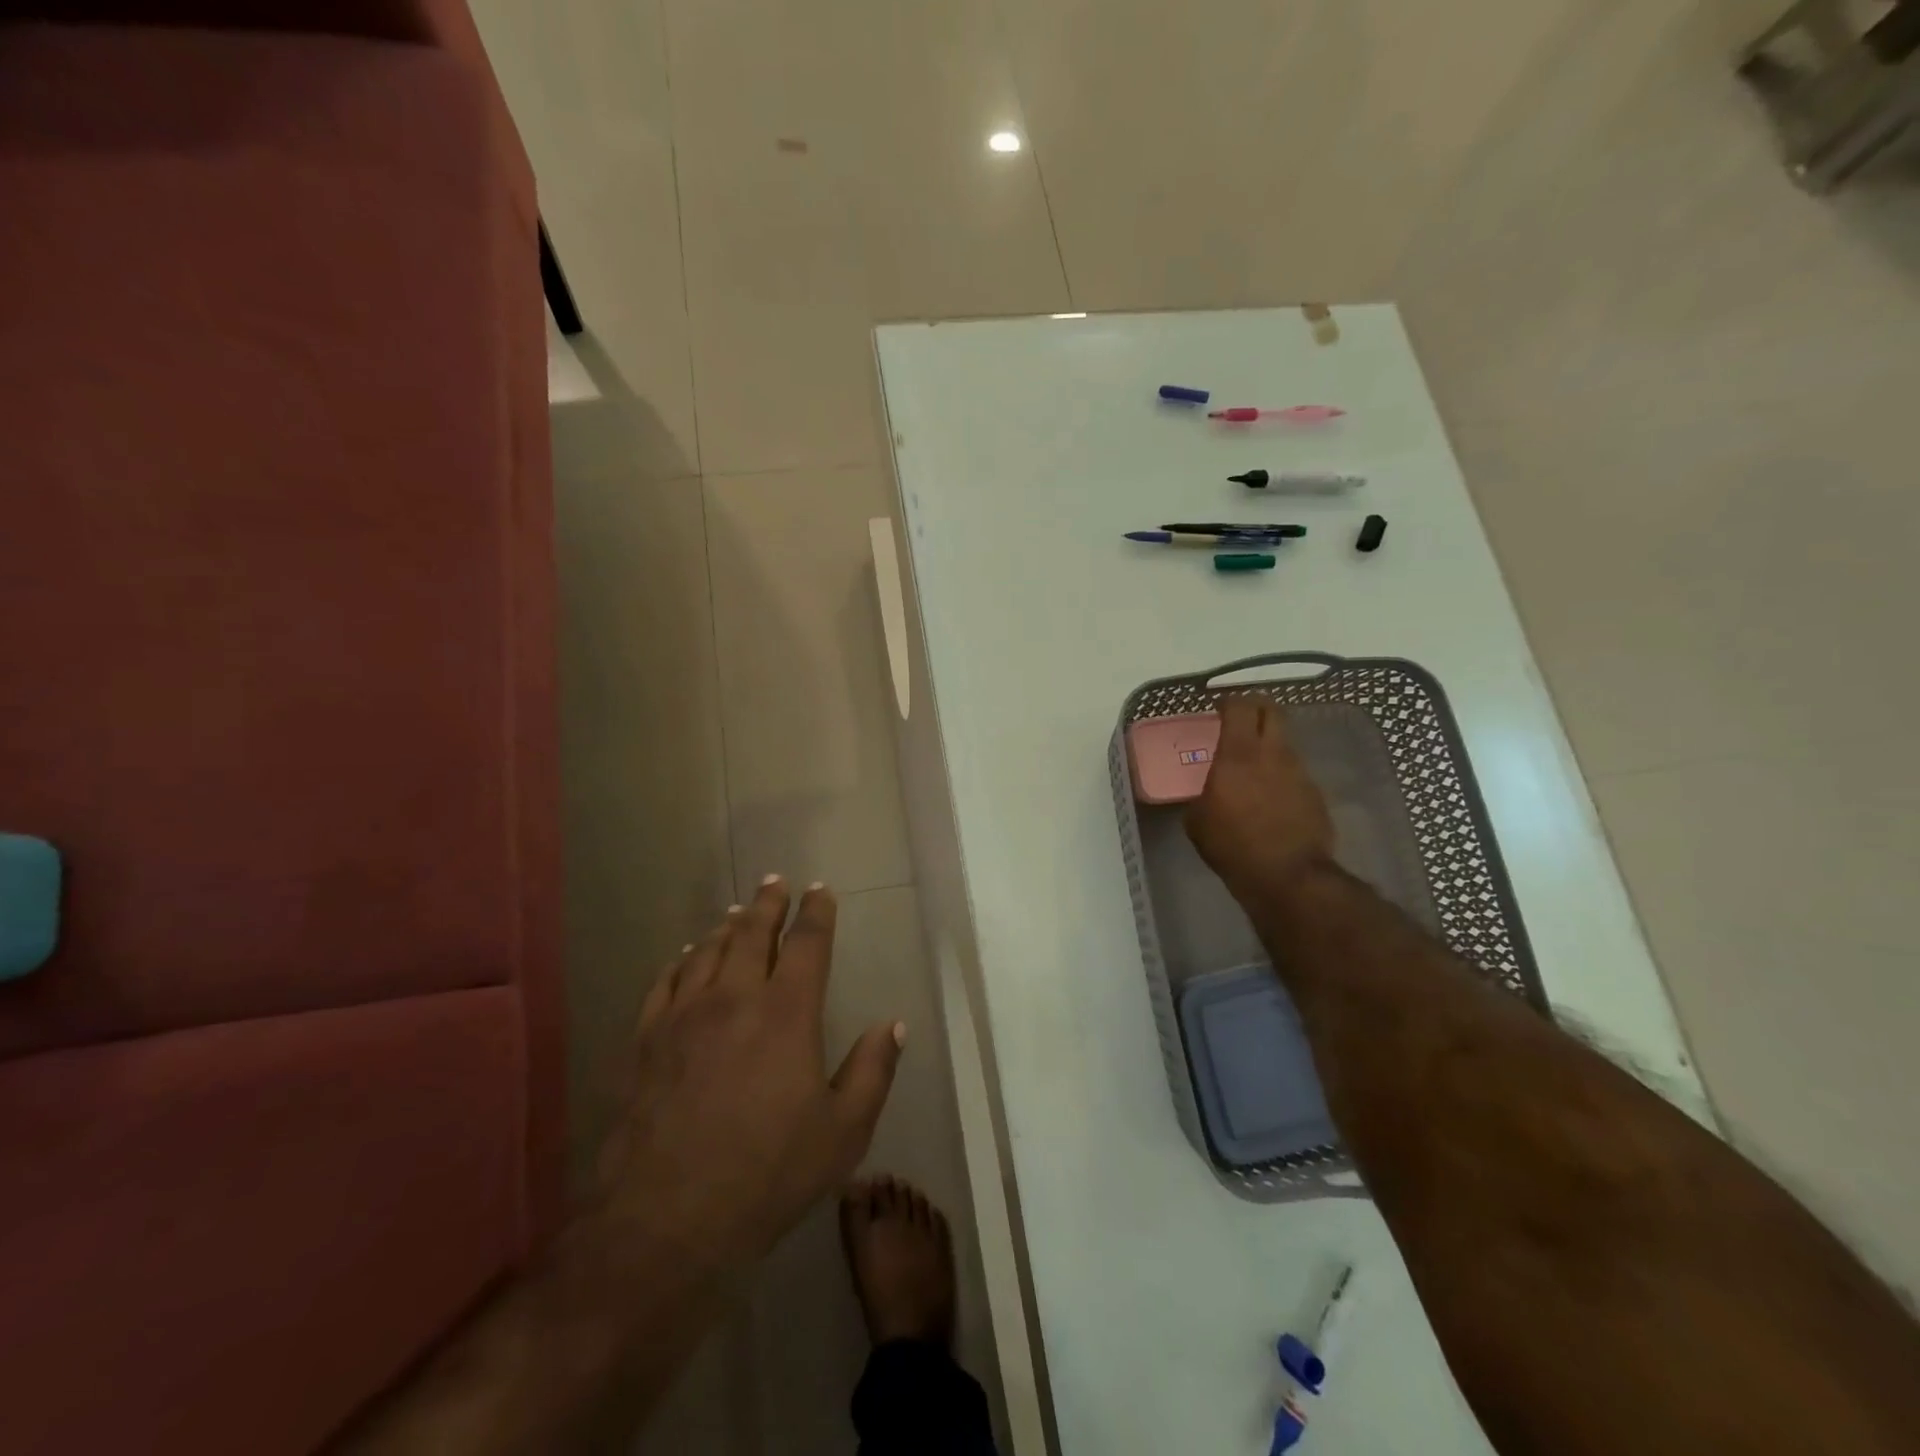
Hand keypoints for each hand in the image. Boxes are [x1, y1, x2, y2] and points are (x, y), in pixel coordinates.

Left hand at [597, 877, 903, 1273]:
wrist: (665, 1221)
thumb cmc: (767, 1175)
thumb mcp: (843, 1133)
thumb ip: (873, 1071)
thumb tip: (895, 1025)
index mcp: (787, 1013)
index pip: (807, 943)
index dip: (817, 912)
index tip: (820, 890)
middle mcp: (735, 998)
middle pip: (752, 933)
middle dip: (768, 903)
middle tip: (775, 881)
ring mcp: (684, 1017)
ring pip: (708, 951)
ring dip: (727, 926)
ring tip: (737, 912)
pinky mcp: (648, 1041)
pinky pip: (665, 983)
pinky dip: (680, 961)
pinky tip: (684, 956)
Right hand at [1185, 695, 1336, 903]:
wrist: (1288, 876)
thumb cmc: (1233, 846)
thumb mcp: (1198, 822)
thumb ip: (1202, 796)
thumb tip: (1206, 795)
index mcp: (1238, 755)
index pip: (1239, 707)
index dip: (1228, 702)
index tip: (1218, 708)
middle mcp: (1273, 754)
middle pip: (1271, 711)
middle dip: (1256, 708)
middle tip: (1241, 720)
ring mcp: (1299, 772)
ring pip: (1284, 743)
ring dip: (1269, 745)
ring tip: (1254, 767)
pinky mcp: (1315, 794)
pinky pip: (1295, 773)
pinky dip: (1281, 775)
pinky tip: (1271, 798)